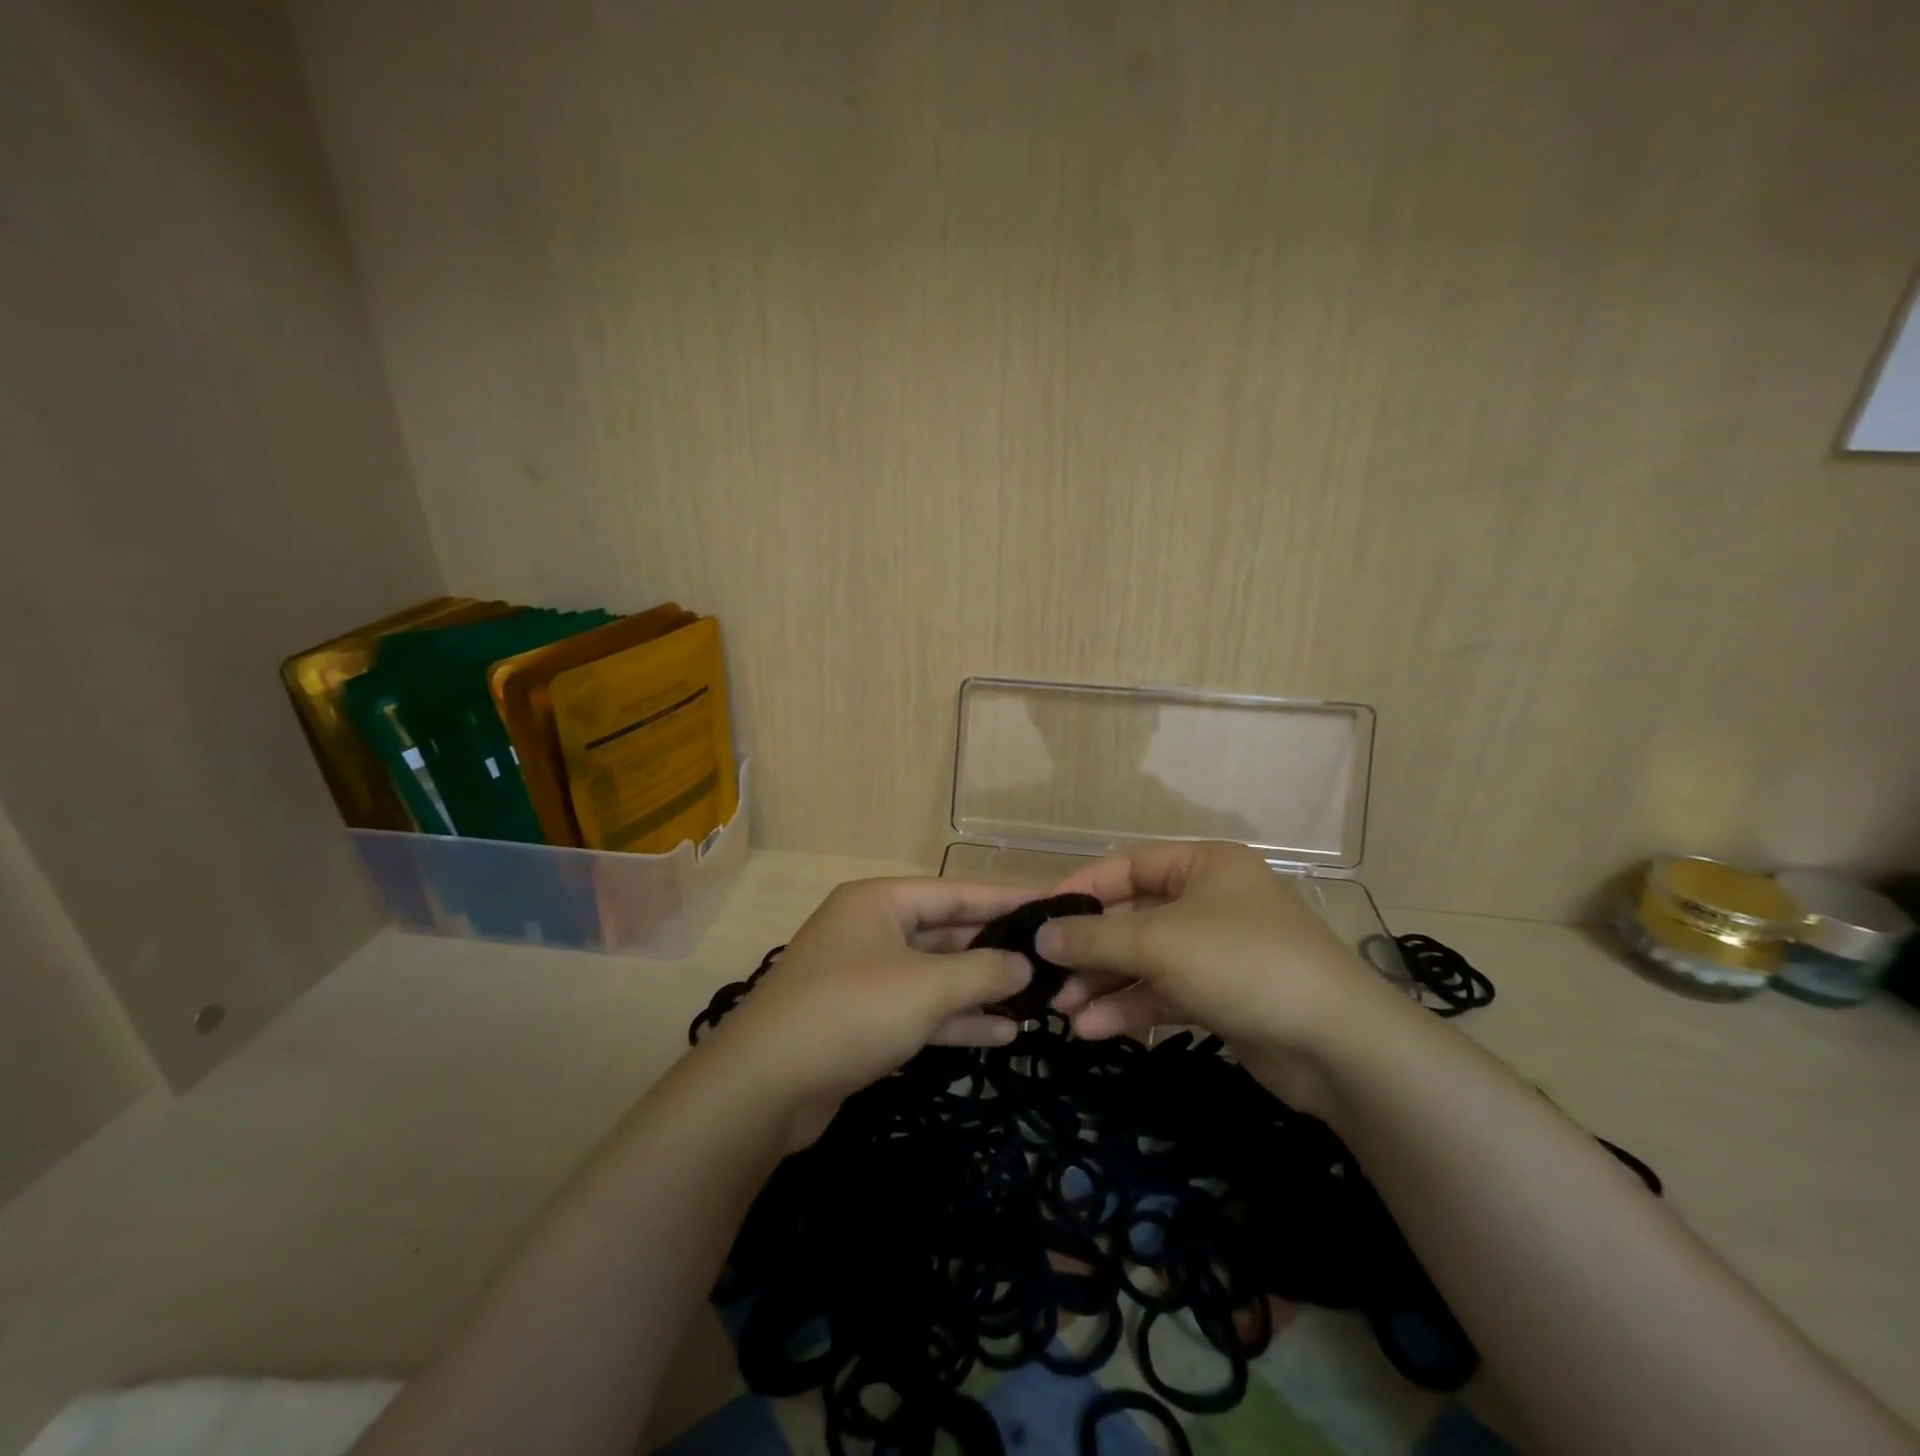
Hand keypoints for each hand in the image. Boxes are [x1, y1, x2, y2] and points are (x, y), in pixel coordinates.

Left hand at [700, 877, 1033, 1147]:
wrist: (764, 1087)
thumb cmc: (850, 1012)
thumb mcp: (926, 987)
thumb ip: (982, 971)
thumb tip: (1026, 964)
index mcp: (880, 902)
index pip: (956, 892)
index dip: (1006, 899)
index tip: (1053, 904)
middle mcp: (872, 930)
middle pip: (946, 932)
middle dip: (996, 950)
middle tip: (1052, 960)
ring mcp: (865, 977)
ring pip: (935, 975)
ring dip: (980, 989)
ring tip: (1036, 1000)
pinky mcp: (863, 1020)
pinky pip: (920, 1009)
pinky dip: (956, 1019)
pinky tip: (1002, 1034)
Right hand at [1038, 840, 1411, 1110]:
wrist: (1338, 1045)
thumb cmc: (1242, 963)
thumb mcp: (1159, 942)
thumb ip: (1094, 938)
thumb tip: (1039, 937)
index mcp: (1201, 866)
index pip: (1125, 866)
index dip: (1079, 889)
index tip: (1037, 918)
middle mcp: (1207, 901)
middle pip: (1130, 918)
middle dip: (1088, 950)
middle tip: (1044, 976)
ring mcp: (1214, 951)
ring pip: (1143, 960)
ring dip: (1102, 985)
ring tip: (1060, 1012)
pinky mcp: (1219, 996)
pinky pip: (1162, 993)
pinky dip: (1129, 1009)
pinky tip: (1092, 1030)